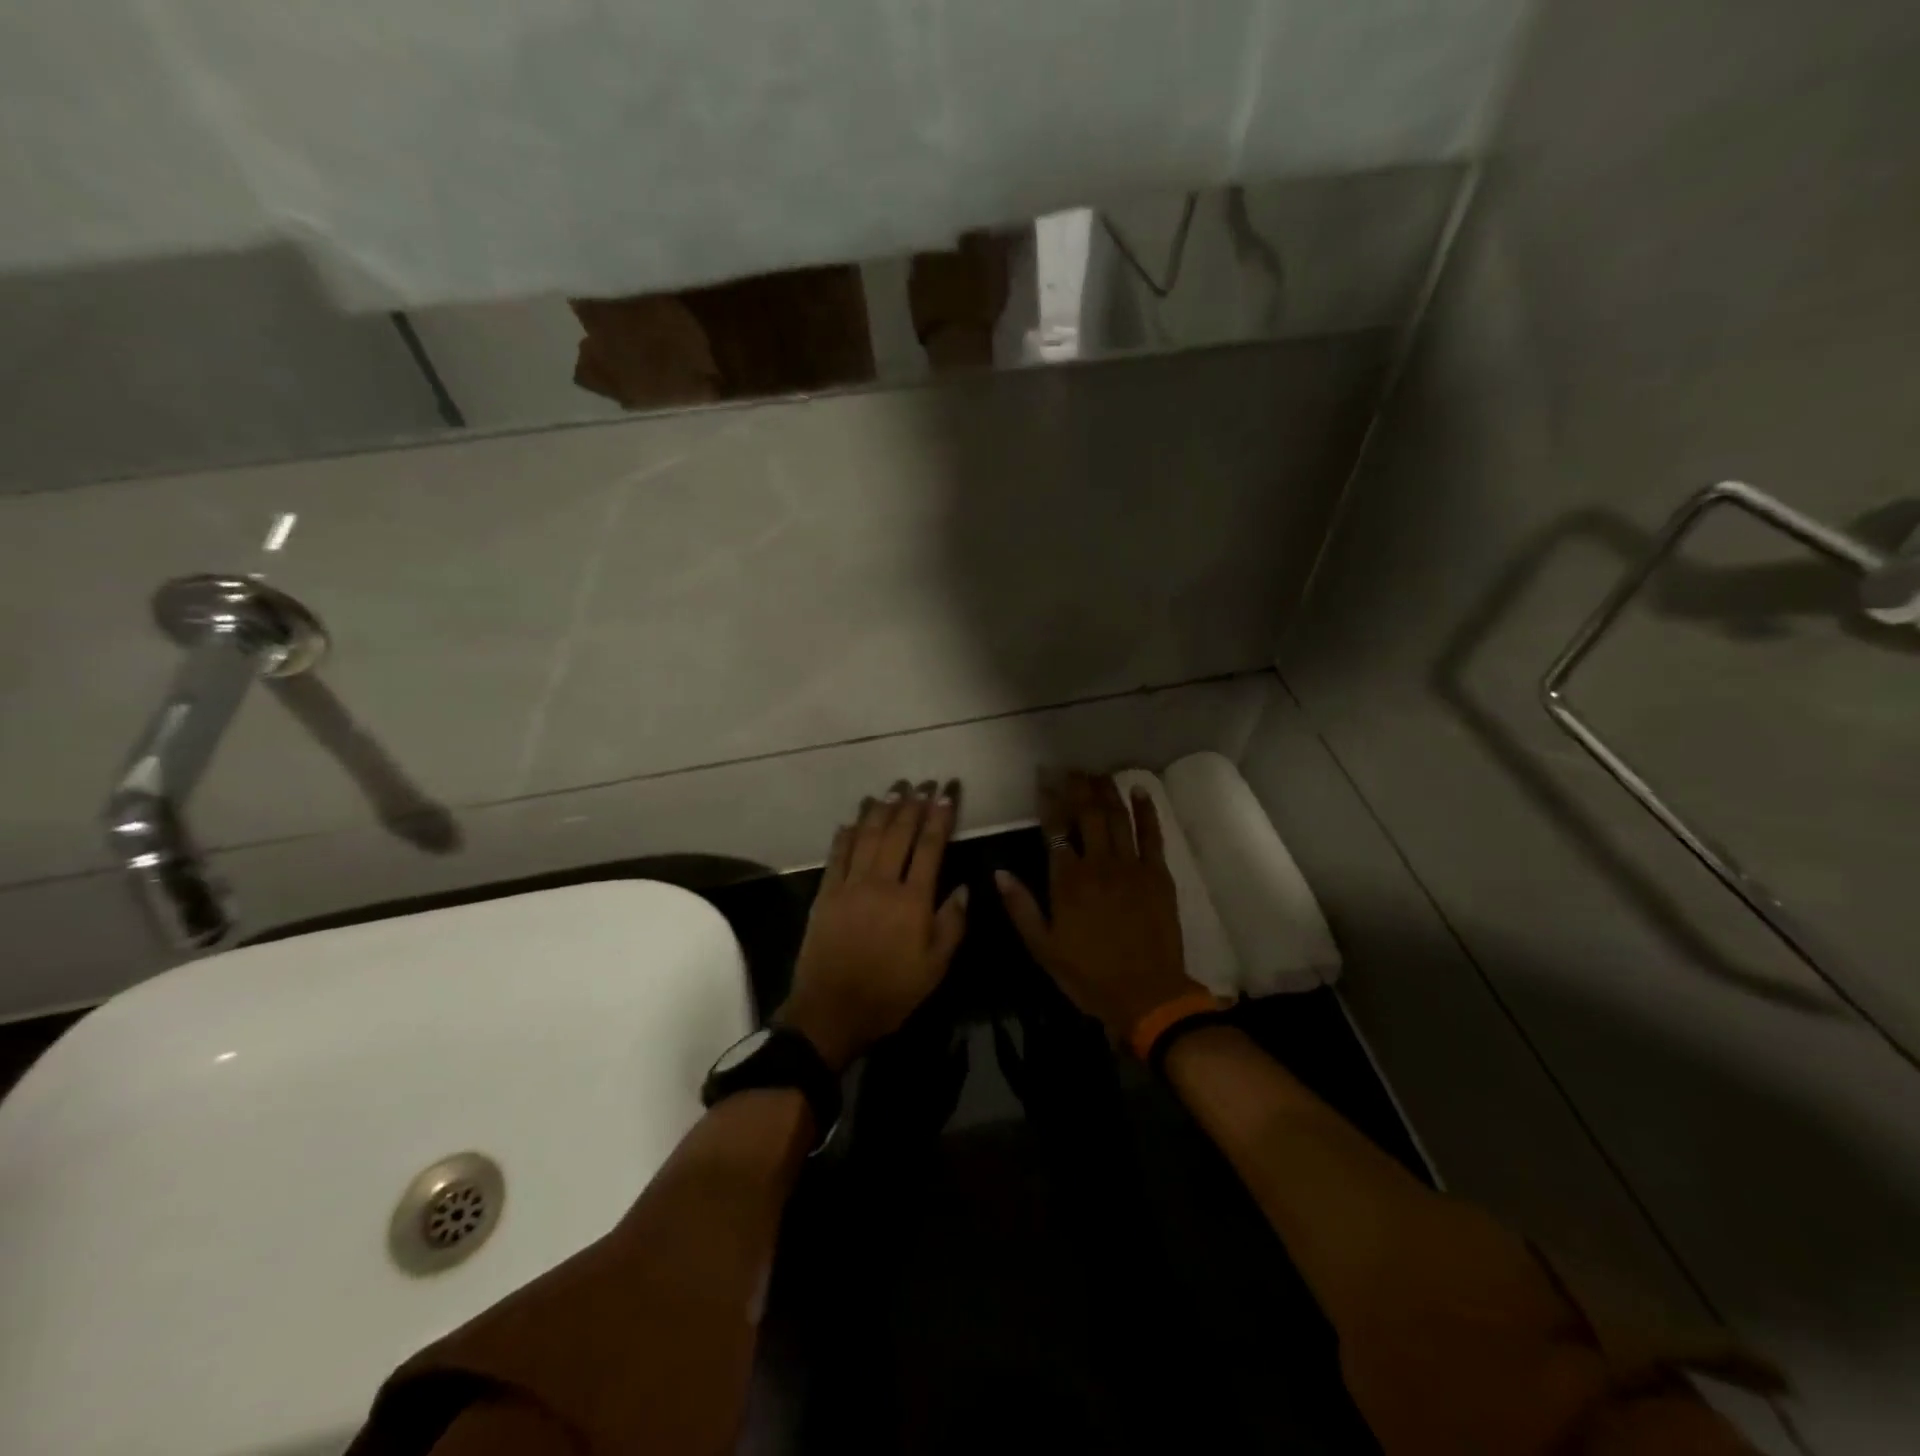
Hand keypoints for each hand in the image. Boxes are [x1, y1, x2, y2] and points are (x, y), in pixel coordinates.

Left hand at [779, 781, 968, 1071]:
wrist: (831, 1011)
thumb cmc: (890, 993)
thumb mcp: (934, 969)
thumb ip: (952, 925)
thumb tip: (966, 888)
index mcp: (912, 901)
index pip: (930, 847)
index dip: (939, 817)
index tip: (946, 793)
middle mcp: (881, 883)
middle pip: (898, 834)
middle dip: (912, 804)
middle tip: (922, 782)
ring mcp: (850, 886)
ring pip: (867, 837)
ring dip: (880, 810)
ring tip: (892, 789)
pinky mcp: (826, 894)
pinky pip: (837, 856)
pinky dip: (845, 835)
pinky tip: (852, 820)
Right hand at [995, 772, 1202, 1040]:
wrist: (1147, 994)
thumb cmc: (1089, 974)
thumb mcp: (1043, 948)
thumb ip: (1021, 907)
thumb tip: (999, 873)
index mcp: (1067, 881)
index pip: (1055, 829)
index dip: (1049, 799)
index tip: (1043, 778)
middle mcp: (1098, 864)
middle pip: (1088, 814)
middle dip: (1078, 786)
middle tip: (1071, 768)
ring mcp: (1131, 866)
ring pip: (1118, 818)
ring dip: (1107, 791)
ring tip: (1097, 772)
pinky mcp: (1158, 874)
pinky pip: (1152, 835)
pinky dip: (1146, 810)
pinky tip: (1140, 791)